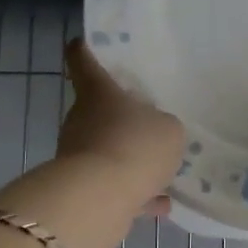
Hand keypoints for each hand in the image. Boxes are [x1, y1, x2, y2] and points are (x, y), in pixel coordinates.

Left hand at [57, 40, 185, 206]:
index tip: (79, 42)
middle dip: (121, 117)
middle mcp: (82, 119)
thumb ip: (164, 126)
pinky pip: (113, 184)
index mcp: (100, 93)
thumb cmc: (135, 146)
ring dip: (131, 159)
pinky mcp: (82, 188)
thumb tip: (155, 134)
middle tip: (148, 122)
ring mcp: (78, 154)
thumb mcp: (169, 129)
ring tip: (162, 172)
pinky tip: (159, 205)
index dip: (82, 50)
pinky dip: (134, 192)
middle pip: (99, 110)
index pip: (83, 62)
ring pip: (108, 149)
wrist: (99, 199)